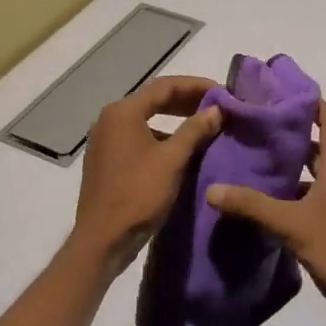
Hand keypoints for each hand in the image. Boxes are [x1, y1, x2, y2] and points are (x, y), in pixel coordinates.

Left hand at [71, 76, 221, 273]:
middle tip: (217, 107)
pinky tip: (181, 151)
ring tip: (204, 127)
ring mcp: (105, 141)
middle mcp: (109, 120)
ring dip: (175, 121)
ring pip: (146, 120)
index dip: (196, 86)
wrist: (102, 239)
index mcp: (123, 112)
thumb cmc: (138, 194)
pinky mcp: (106, 161)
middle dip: (187, 102)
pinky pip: (138, 139)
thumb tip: (217, 109)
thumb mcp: (172, 160)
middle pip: (154, 100)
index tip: (223, 92)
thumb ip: (195, 130)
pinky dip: (161, 138)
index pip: (165, 86)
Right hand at [206, 102, 325, 325]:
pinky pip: (305, 204)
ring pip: (310, 178)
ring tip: (249, 161)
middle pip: (318, 148)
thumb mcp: (293, 226)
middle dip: (291, 135)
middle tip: (254, 127)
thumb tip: (212, 188)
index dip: (314, 104)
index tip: (284, 92)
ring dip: (286, 168)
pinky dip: (285, 199)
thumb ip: (253, 206)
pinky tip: (259, 205)